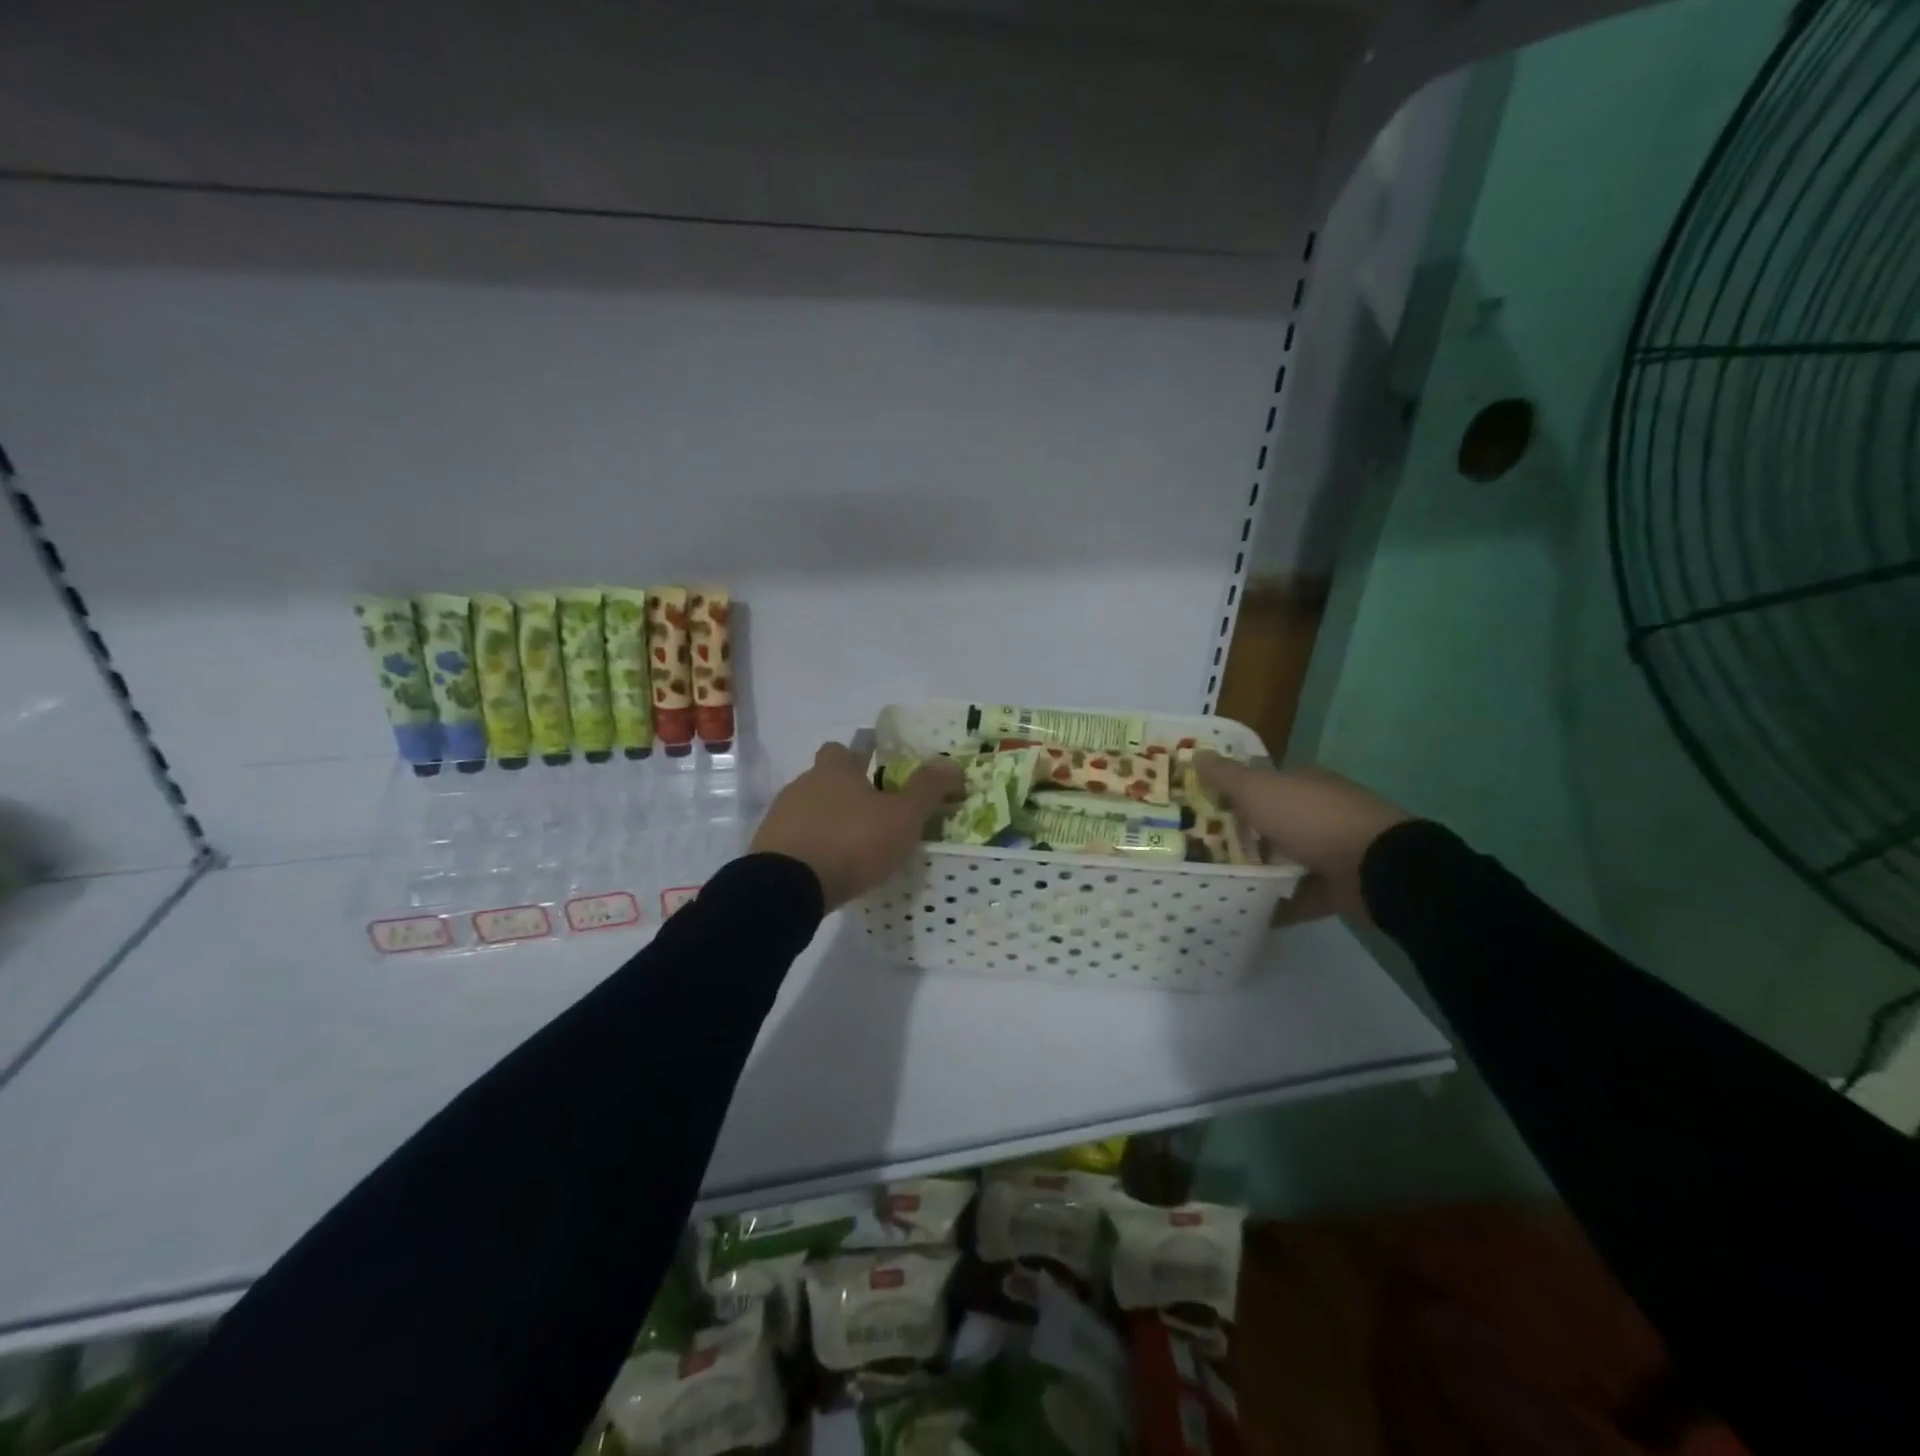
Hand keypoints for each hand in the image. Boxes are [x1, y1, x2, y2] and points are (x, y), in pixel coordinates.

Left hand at [751, 743, 964, 911]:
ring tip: (852, 850)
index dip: (860, 760)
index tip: (877, 778)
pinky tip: (827, 870)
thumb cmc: (852, 841)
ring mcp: (780, 816)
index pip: (843, 750)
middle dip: (846, 794)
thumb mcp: (903, 816)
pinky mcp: (767, 848)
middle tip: (873, 819)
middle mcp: (803, 784)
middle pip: (825, 780)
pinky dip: (811, 849)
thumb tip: (952, 764)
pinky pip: (795, 840)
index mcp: (835, 769)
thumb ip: (928, 789)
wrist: (788, 887)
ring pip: (809, 810)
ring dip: (828, 823)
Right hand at [1194, 753, 1411, 923]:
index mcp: (1302, 783)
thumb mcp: (1259, 791)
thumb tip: (1196, 753)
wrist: (1377, 869)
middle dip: (1239, 833)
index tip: (1198, 806)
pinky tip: (1244, 912)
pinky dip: (1276, 904)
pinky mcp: (1337, 887)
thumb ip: (1226, 776)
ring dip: (1256, 870)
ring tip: (1213, 882)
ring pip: (1283, 859)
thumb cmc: (1312, 819)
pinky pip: (1297, 896)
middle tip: (1195, 848)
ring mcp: (1331, 850)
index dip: (1230, 790)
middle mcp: (1317, 811)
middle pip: (1270, 821)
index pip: (1261, 781)